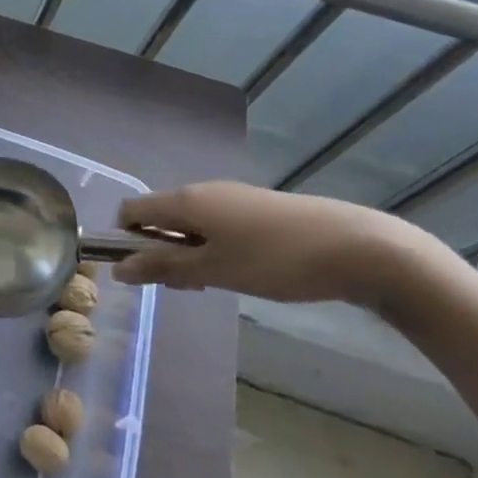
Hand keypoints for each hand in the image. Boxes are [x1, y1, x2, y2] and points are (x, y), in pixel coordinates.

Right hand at [111, 182, 436, 309]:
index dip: (126, 239)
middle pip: (161, 216)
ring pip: (192, 221)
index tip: (146, 273)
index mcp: (185, 200)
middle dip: (161, 250)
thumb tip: (117, 269)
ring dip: (189, 251)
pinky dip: (215, 246)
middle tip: (186, 287)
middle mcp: (203, 190)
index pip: (131, 210)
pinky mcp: (260, 208)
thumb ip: (163, 267)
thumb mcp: (213, 270)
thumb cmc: (275, 261)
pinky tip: (243, 271)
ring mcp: (234, 196)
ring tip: (216, 283)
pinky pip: (219, 223)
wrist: (360, 248)